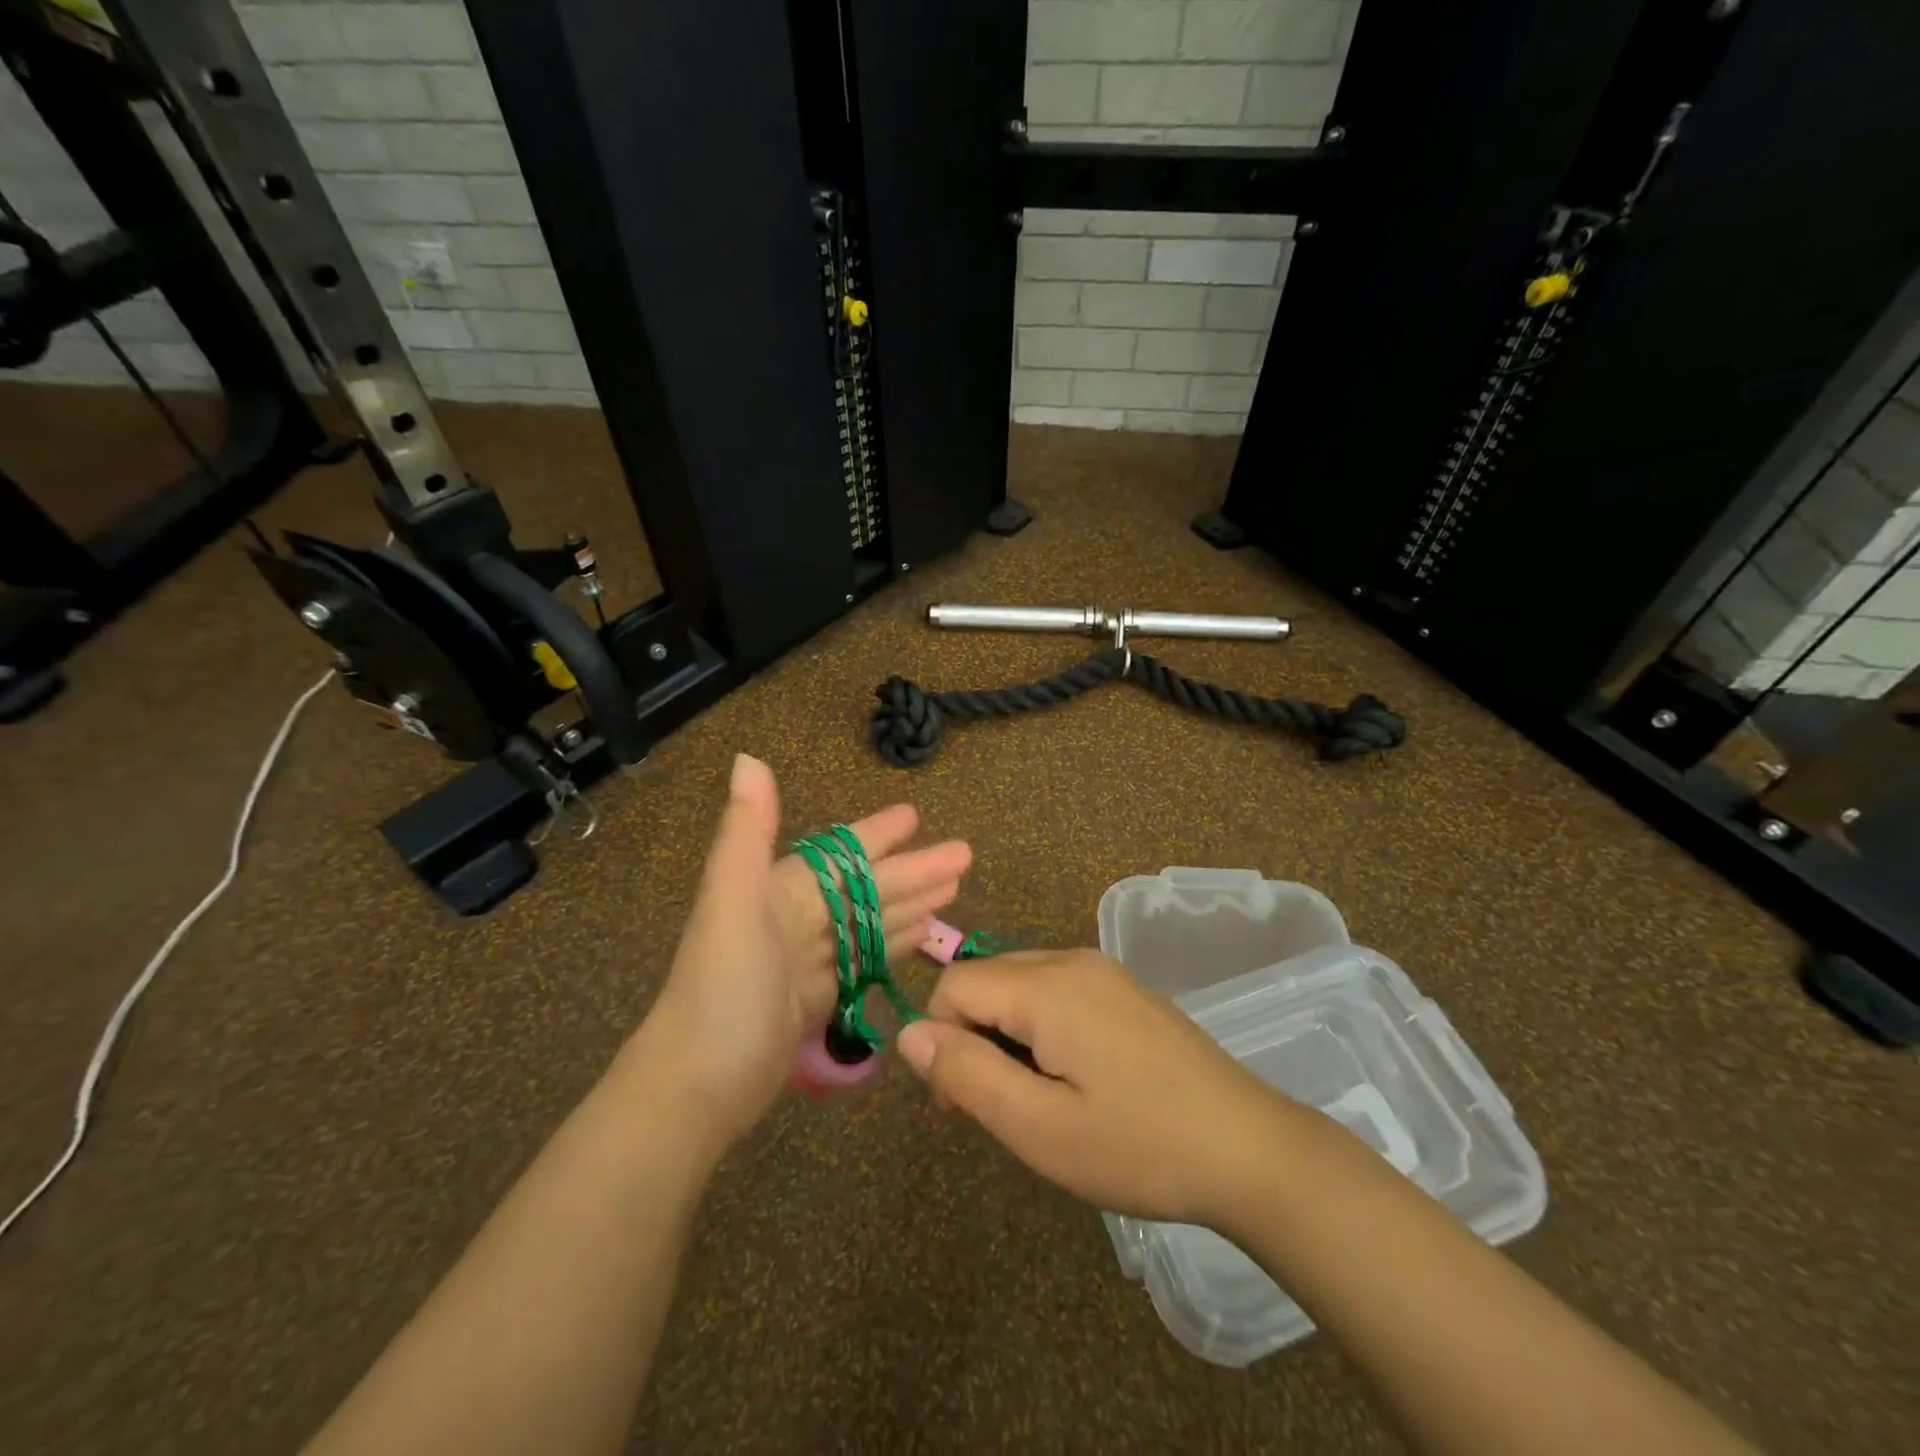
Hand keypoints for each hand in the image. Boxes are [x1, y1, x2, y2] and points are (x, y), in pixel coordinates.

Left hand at [632, 755, 969, 1147]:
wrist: (697, 1085)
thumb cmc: (723, 987)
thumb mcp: (732, 901)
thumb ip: (747, 831)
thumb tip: (747, 758)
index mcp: (780, 889)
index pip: (842, 853)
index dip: (878, 834)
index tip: (916, 816)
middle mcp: (797, 917)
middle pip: (868, 886)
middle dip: (915, 870)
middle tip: (965, 855)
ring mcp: (809, 959)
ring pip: (871, 921)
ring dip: (911, 903)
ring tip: (955, 890)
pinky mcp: (818, 997)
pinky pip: (865, 959)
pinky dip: (894, 944)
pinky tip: (924, 935)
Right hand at [894, 949, 1288, 1226]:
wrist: (1250, 1148)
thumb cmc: (1139, 1145)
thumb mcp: (1040, 1127)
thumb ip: (967, 1073)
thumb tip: (908, 1032)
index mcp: (1048, 985)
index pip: (955, 985)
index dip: (941, 1040)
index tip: (961, 1104)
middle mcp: (1071, 960)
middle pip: (986, 979)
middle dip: (971, 1037)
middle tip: (997, 1109)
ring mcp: (1103, 970)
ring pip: (1019, 984)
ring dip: (1004, 1034)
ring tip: (1034, 1099)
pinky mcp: (1123, 988)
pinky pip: (1055, 991)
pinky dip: (1038, 1027)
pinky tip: (1070, 1079)